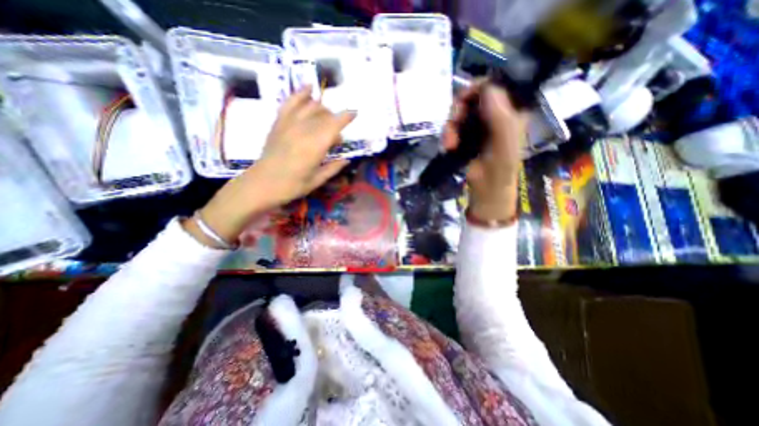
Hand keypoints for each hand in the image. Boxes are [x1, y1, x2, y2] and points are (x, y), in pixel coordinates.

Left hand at [189, 85, 355, 245]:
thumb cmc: (292, 186)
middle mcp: (304, 130)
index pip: (334, 125)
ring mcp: (289, 123)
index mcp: (315, 146)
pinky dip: (301, 93)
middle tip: (336, 140)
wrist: (262, 183)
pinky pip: (291, 102)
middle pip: (325, 115)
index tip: (355, 113)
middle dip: (335, 122)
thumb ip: (333, 168)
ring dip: (324, 111)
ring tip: (327, 121)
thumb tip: (346, 160)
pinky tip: (309, 88)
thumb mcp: (317, 180)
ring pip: (311, 106)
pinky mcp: (279, 122)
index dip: (346, 117)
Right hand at [446, 81, 529, 222]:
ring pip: (459, 112)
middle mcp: (495, 113)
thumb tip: (487, 87)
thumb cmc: (500, 169)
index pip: (495, 85)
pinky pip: (453, 127)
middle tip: (453, 123)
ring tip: (449, 143)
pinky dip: (448, 135)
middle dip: (459, 110)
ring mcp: (479, 125)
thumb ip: (500, 116)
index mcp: (511, 110)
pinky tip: (448, 146)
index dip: (477, 88)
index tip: (463, 100)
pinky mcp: (466, 136)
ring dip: (450, 126)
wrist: (487, 189)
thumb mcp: (505, 142)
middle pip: (473, 97)